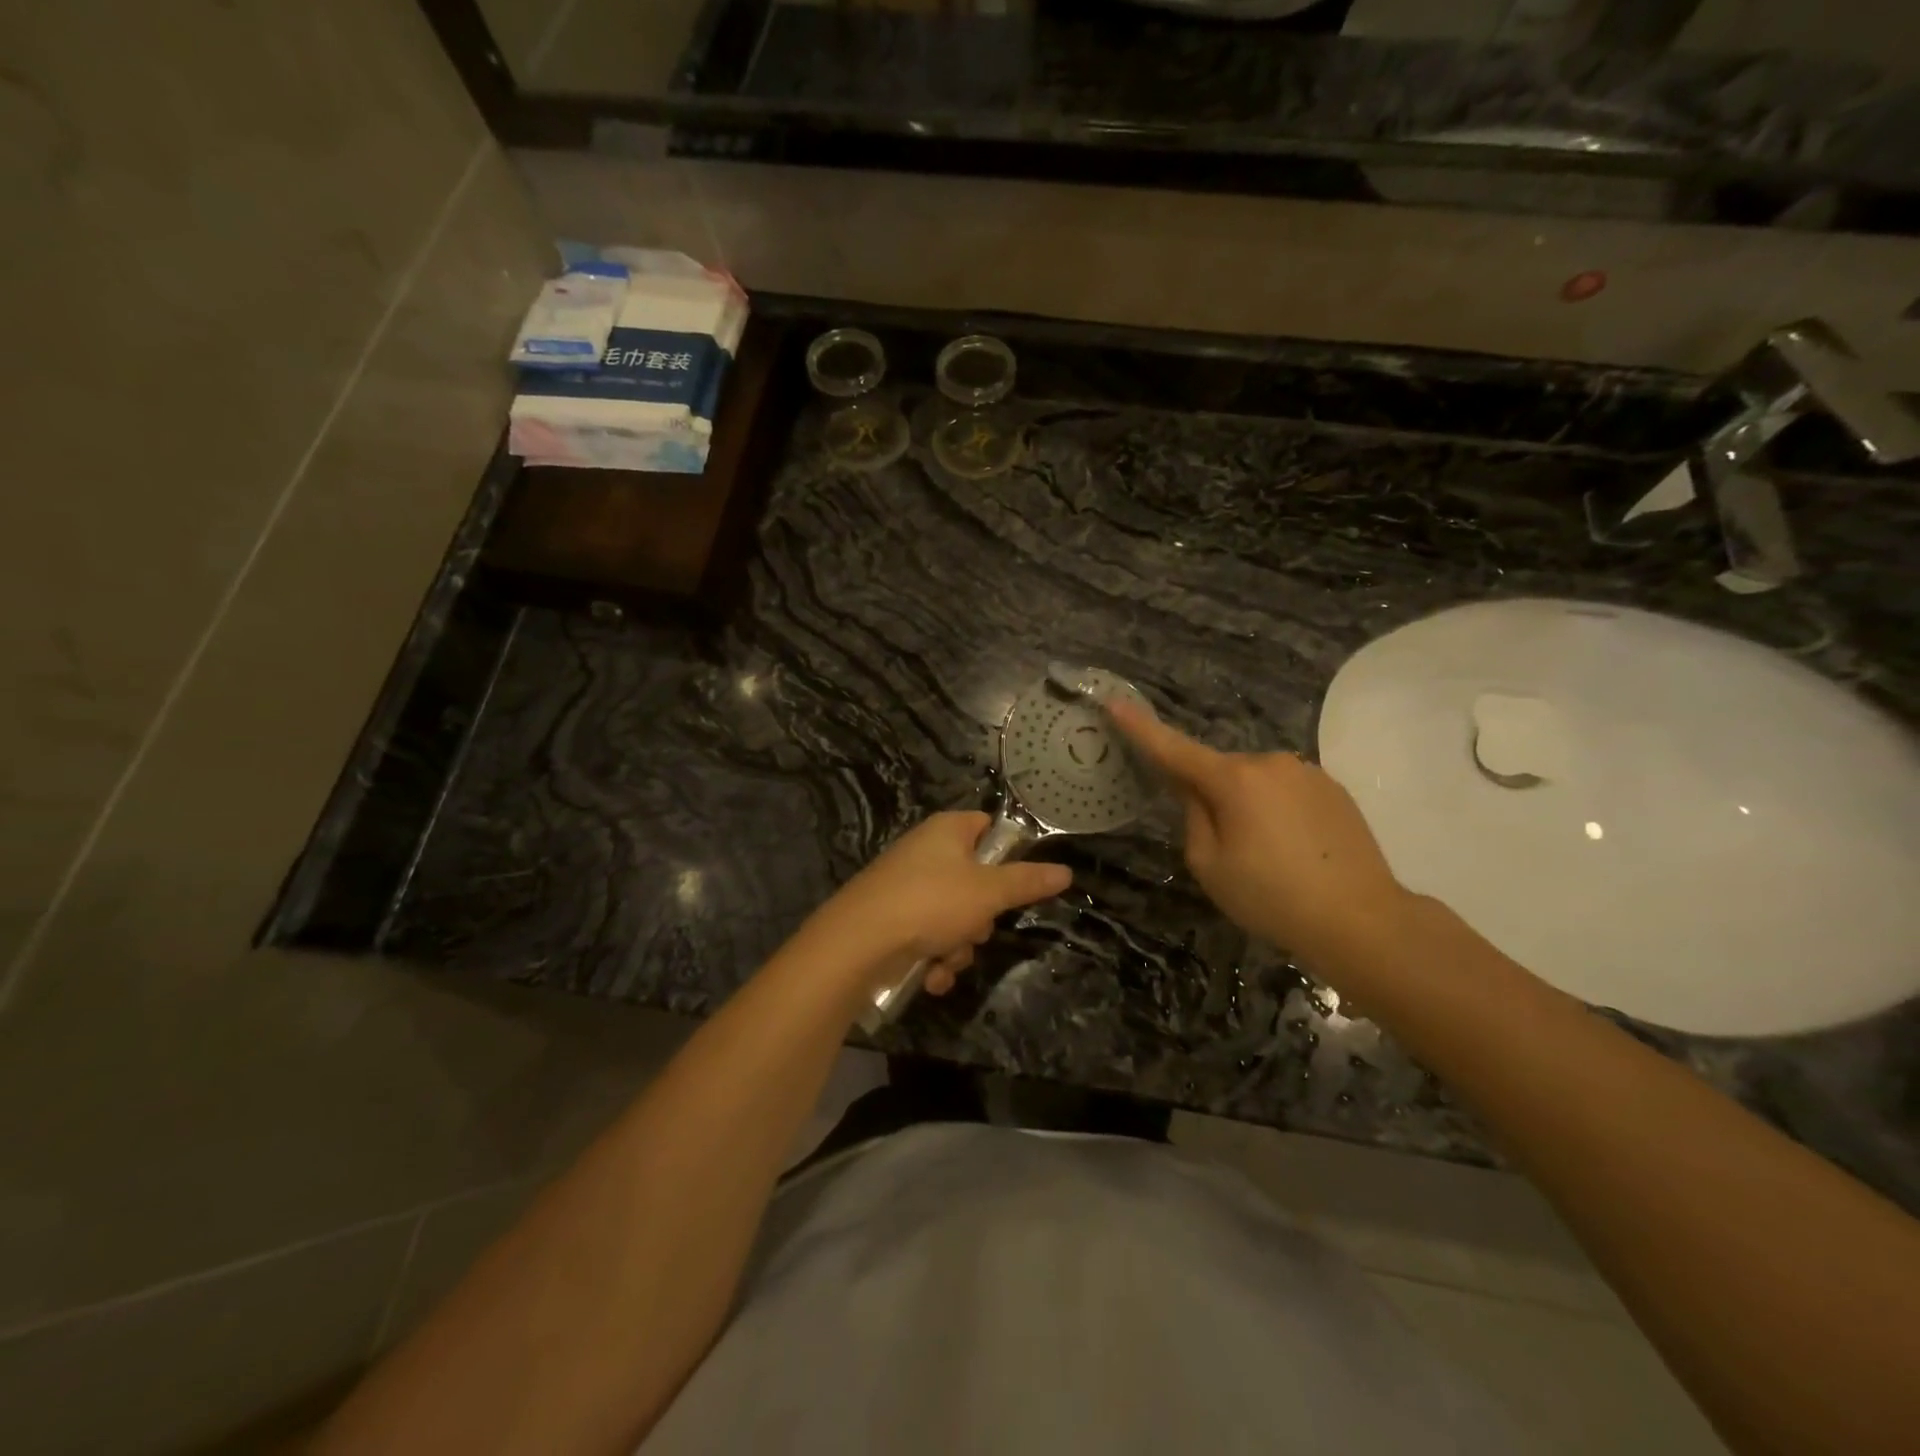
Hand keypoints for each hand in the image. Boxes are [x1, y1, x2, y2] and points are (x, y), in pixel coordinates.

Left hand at [799, 811, 1072, 999]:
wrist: (858, 943)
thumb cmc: (930, 903)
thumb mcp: (989, 892)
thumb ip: (1028, 882)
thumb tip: (1066, 871)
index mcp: (947, 831)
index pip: (987, 827)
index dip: (1007, 853)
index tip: (1019, 882)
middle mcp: (926, 853)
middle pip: (976, 881)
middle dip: (981, 918)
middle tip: (977, 927)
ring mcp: (907, 887)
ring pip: (955, 917)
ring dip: (959, 946)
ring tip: (946, 958)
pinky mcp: (893, 919)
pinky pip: (930, 936)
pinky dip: (935, 958)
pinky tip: (930, 975)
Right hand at [1107, 700, 1409, 965]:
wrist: (1362, 921)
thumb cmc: (1272, 898)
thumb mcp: (1210, 865)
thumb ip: (1193, 817)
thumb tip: (1195, 791)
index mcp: (1234, 780)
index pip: (1174, 749)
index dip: (1141, 728)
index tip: (1114, 702)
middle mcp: (1270, 762)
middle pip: (1221, 772)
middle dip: (1211, 796)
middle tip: (1224, 849)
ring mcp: (1307, 772)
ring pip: (1256, 782)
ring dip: (1248, 805)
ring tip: (1266, 856)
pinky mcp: (1334, 788)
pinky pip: (1286, 791)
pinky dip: (1277, 812)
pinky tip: (1294, 851)